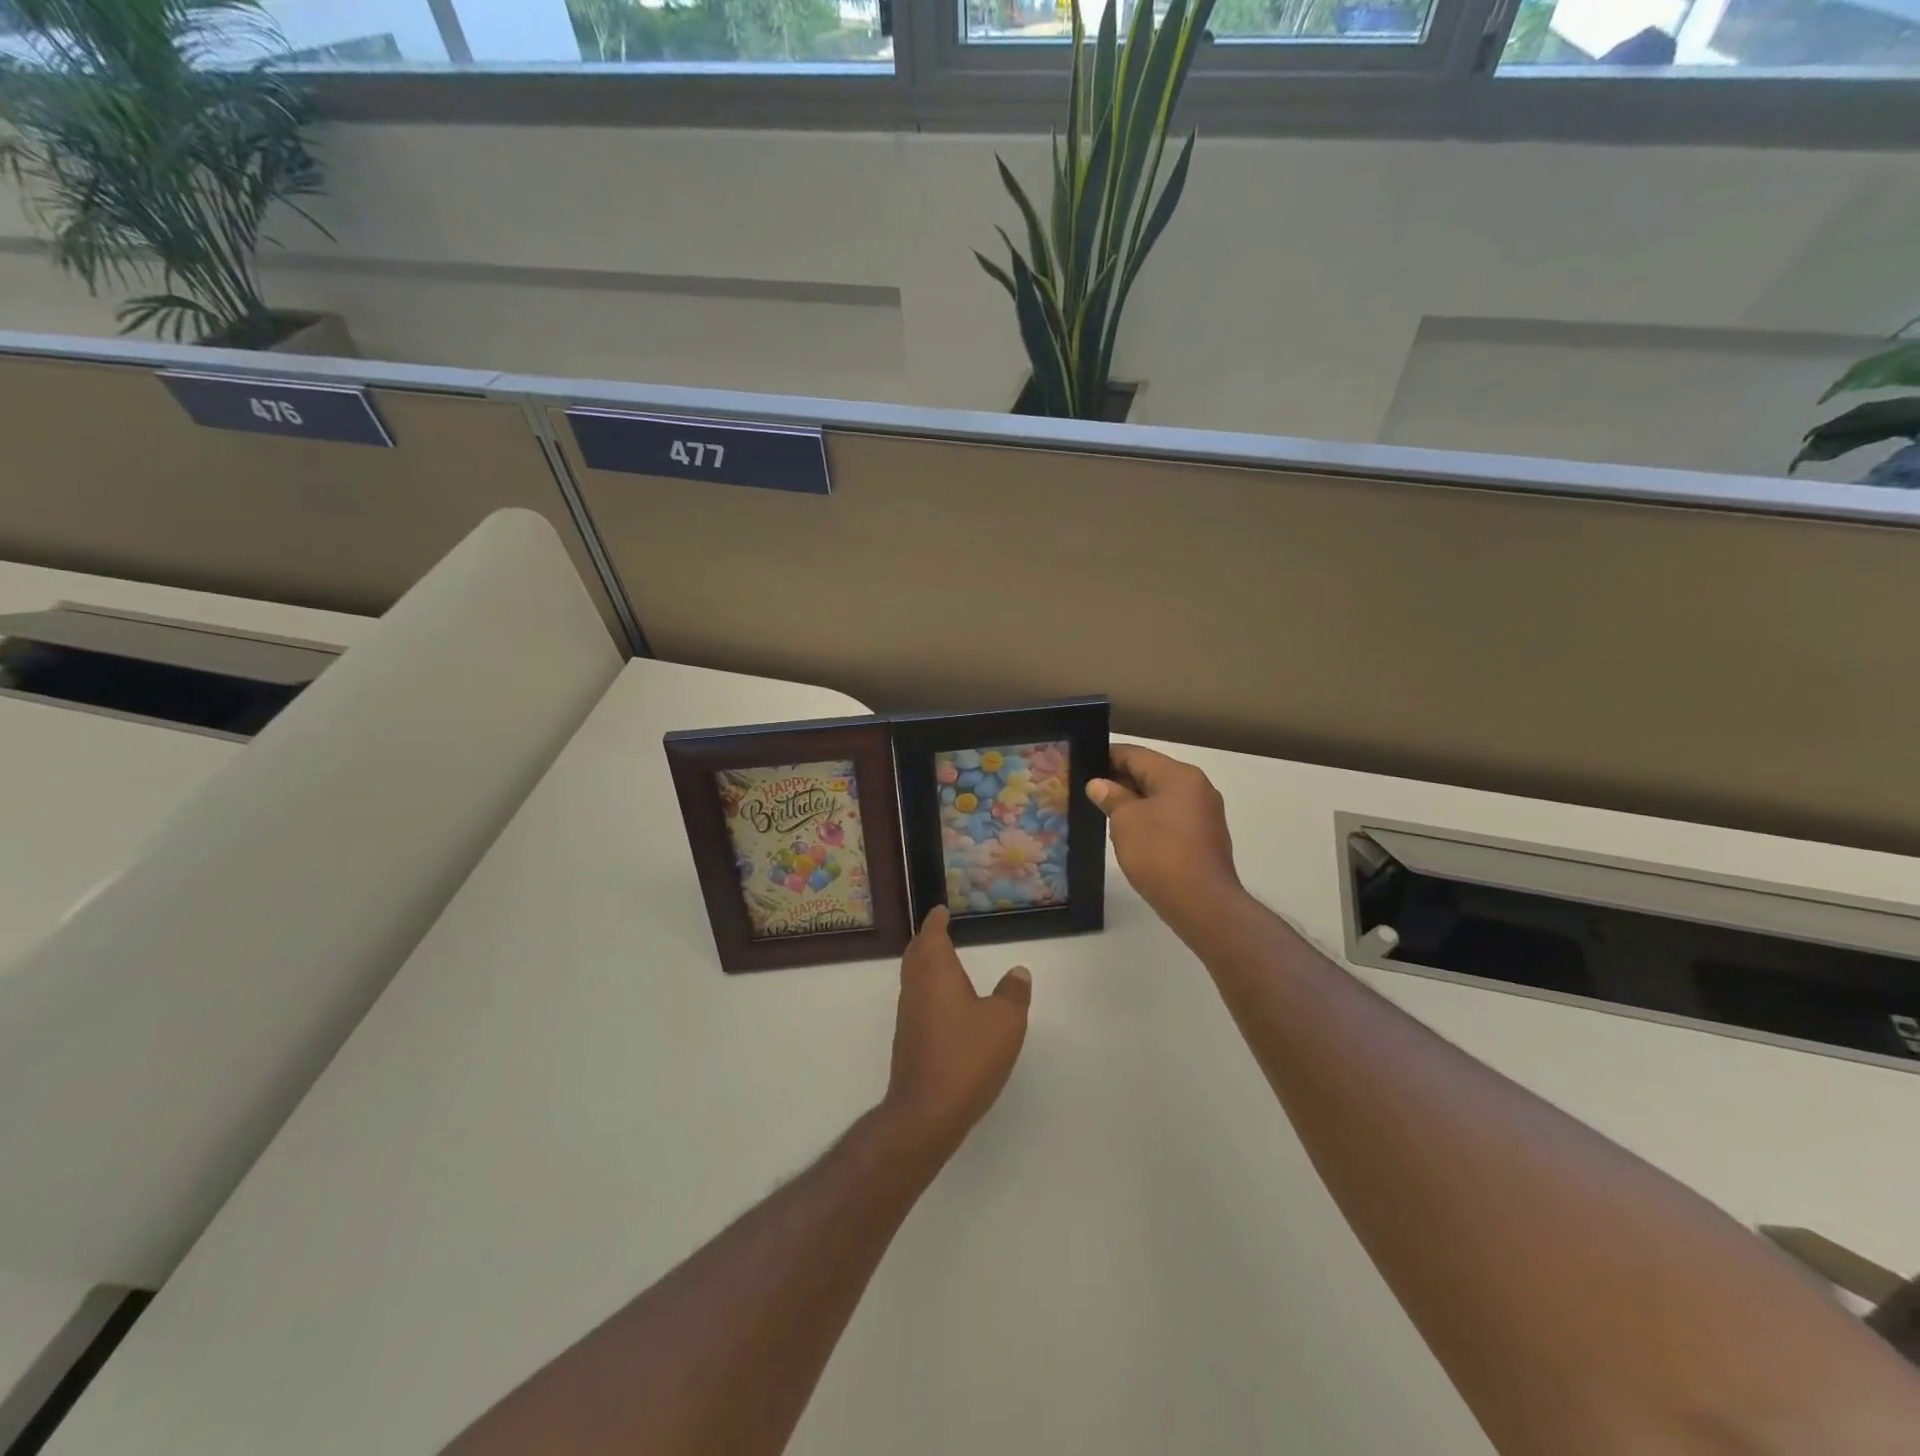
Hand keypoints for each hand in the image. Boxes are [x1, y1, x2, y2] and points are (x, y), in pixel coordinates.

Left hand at [882, 906, 1030, 1155]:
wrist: (926, 1111)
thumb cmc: (967, 1056)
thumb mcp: (1005, 1021)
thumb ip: (1013, 993)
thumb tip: (1018, 972)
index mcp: (936, 973)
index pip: (932, 936)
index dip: (936, 922)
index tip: (939, 911)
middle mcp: (916, 989)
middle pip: (916, 955)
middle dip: (926, 940)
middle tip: (937, 931)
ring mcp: (908, 1017)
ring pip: (913, 978)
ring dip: (924, 965)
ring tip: (941, 962)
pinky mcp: (908, 1042)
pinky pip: (916, 1001)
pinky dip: (927, 990)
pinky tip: (943, 1005)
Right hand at [1088, 744, 1243, 938]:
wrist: (1203, 904)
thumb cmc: (1161, 854)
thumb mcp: (1126, 821)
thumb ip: (1112, 797)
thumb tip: (1099, 784)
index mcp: (1179, 775)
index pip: (1136, 754)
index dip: (1106, 756)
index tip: (1081, 762)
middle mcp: (1197, 787)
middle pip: (1151, 773)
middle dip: (1119, 779)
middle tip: (1086, 788)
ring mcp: (1204, 813)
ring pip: (1161, 796)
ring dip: (1133, 801)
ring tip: (1102, 809)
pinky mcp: (1204, 837)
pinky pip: (1170, 817)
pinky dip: (1149, 818)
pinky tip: (1128, 831)